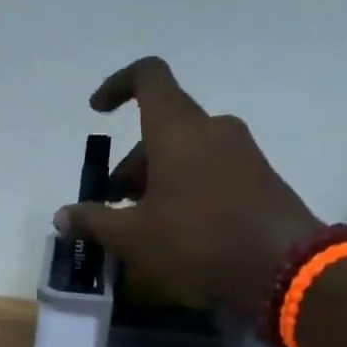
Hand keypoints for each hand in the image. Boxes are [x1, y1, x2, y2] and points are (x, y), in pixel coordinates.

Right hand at [54, 57, 322, 316]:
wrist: (284, 268)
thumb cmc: (198, 241)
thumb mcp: (133, 237)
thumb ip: (93, 221)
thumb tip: (62, 216)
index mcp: (178, 129)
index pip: (148, 77)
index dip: (117, 86)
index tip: (97, 111)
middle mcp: (212, 129)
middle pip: (161, 128)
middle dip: (130, 164)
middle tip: (112, 206)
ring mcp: (241, 152)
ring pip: (185, 151)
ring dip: (155, 179)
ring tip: (140, 225)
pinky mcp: (258, 177)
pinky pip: (209, 170)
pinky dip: (183, 188)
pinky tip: (175, 231)